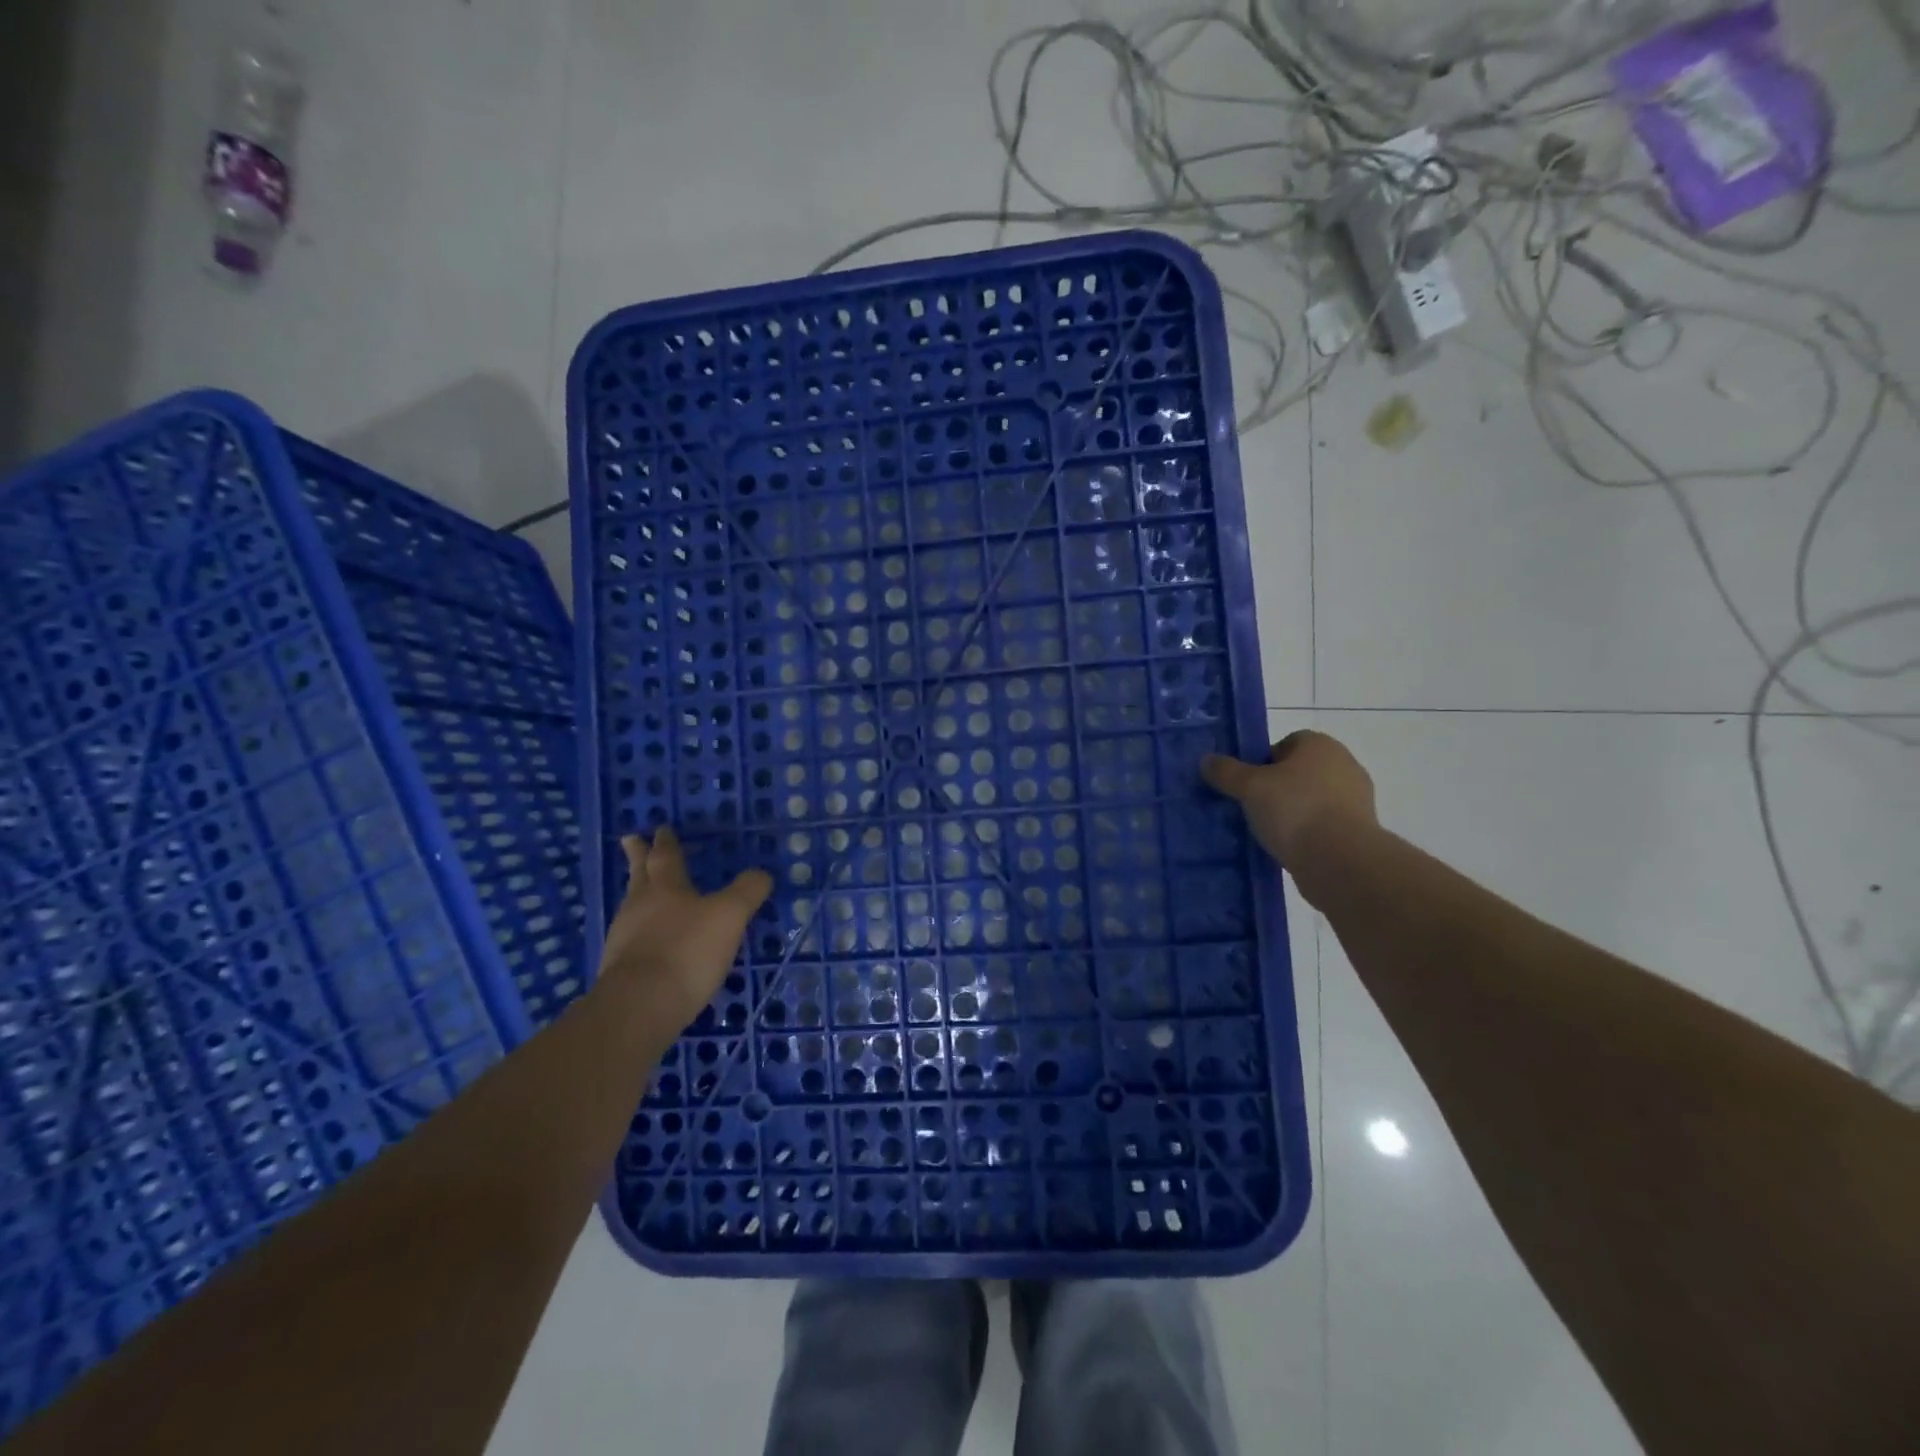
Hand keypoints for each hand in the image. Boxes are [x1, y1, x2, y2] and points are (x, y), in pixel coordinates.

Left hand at [596, 827, 772, 1030]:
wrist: (639, 1007)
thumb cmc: (686, 951)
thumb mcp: (729, 916)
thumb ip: (747, 891)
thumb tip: (762, 873)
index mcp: (665, 888)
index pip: (666, 857)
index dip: (666, 842)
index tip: (661, 828)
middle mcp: (640, 907)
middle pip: (639, 875)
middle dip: (638, 857)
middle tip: (630, 839)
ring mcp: (624, 939)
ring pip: (632, 906)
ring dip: (638, 893)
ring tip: (642, 890)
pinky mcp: (620, 970)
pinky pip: (630, 938)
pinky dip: (640, 931)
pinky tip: (648, 940)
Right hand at [1201, 730, 1377, 870]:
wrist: (1340, 860)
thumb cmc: (1294, 809)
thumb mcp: (1249, 787)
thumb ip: (1226, 771)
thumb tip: (1207, 760)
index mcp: (1320, 745)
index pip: (1286, 743)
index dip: (1262, 762)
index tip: (1248, 784)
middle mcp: (1344, 764)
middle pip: (1298, 772)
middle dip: (1276, 788)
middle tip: (1252, 807)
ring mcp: (1356, 799)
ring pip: (1311, 799)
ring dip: (1292, 812)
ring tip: (1267, 831)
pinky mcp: (1359, 830)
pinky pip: (1323, 824)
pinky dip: (1307, 832)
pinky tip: (1288, 848)